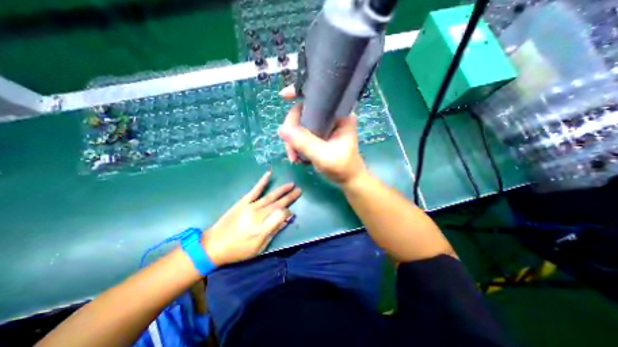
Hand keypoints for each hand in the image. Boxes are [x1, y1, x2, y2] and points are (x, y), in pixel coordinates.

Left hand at [202, 173, 300, 265]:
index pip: (281, 215)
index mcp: (262, 228)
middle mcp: (258, 215)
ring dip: (282, 190)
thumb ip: (273, 231)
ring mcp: (250, 206)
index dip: (288, 213)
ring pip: (270, 196)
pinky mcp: (243, 202)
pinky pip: (255, 190)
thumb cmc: (238, 249)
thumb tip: (286, 219)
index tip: (291, 213)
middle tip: (300, 190)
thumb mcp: (259, 247)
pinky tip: (268, 174)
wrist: (213, 245)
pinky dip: (262, 182)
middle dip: (290, 197)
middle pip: (278, 204)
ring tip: (291, 184)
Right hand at [279, 85, 365, 184]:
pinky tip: (298, 157)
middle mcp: (331, 117)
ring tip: (294, 158)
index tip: (284, 96)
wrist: (348, 179)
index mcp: (339, 115)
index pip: (318, 96)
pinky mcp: (319, 135)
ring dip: (293, 141)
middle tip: (291, 150)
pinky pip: (302, 134)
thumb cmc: (342, 167)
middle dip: (292, 131)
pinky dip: (296, 145)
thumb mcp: (324, 156)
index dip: (300, 92)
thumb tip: (281, 130)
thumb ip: (304, 143)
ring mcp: (324, 126)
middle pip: (303, 112)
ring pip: (300, 125)